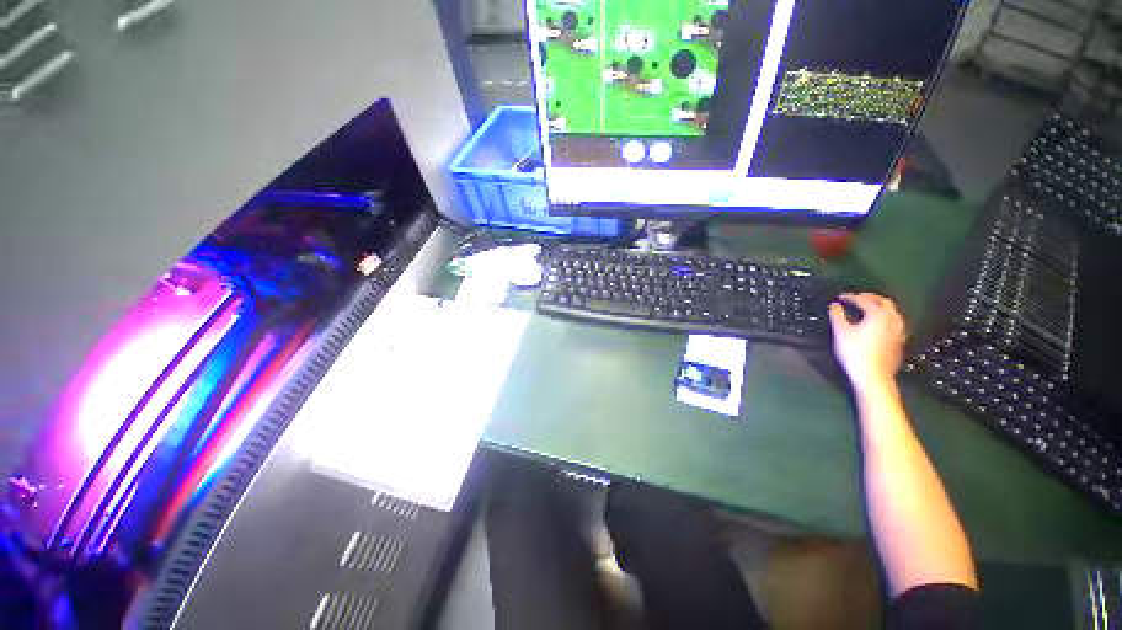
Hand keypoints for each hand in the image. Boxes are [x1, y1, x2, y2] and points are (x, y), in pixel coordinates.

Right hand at [829, 293, 906, 389]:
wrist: (872, 375)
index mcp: (878, 314)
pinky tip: (879, 325)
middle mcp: (892, 319)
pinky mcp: (899, 341)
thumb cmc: (855, 352)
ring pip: (892, 313)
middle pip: (884, 302)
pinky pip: (894, 324)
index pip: (863, 300)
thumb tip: (835, 305)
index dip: (850, 297)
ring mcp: (898, 331)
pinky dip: (885, 319)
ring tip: (869, 309)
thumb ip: (837, 316)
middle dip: (870, 298)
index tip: (840, 297)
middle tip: (858, 297)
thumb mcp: (841, 332)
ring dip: (880, 307)